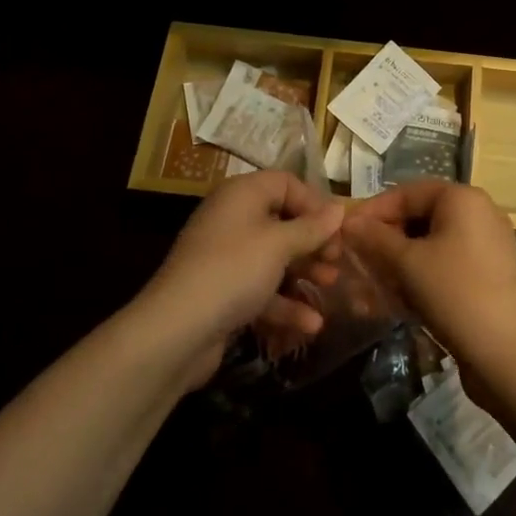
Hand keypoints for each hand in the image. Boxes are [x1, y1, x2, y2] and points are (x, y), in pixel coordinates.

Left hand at [140, 171, 343, 386]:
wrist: (175, 332)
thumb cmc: (233, 271)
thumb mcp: (280, 245)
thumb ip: (312, 227)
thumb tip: (339, 209)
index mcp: (242, 194)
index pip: (286, 183)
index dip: (314, 202)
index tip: (337, 228)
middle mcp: (233, 219)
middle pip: (283, 221)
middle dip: (313, 241)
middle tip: (337, 259)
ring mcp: (226, 258)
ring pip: (274, 257)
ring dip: (304, 272)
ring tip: (330, 287)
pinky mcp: (223, 292)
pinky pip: (261, 288)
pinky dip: (284, 303)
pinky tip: (311, 325)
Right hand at [343, 181, 515, 393]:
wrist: (508, 354)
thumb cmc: (455, 294)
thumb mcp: (408, 263)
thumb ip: (375, 238)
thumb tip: (349, 222)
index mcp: (463, 198)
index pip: (407, 192)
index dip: (373, 211)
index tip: (344, 234)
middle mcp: (479, 213)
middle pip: (420, 217)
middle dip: (385, 241)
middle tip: (356, 262)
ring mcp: (487, 245)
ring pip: (431, 245)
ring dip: (398, 264)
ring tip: (370, 289)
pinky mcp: (488, 275)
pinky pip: (446, 265)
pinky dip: (420, 277)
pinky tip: (397, 302)